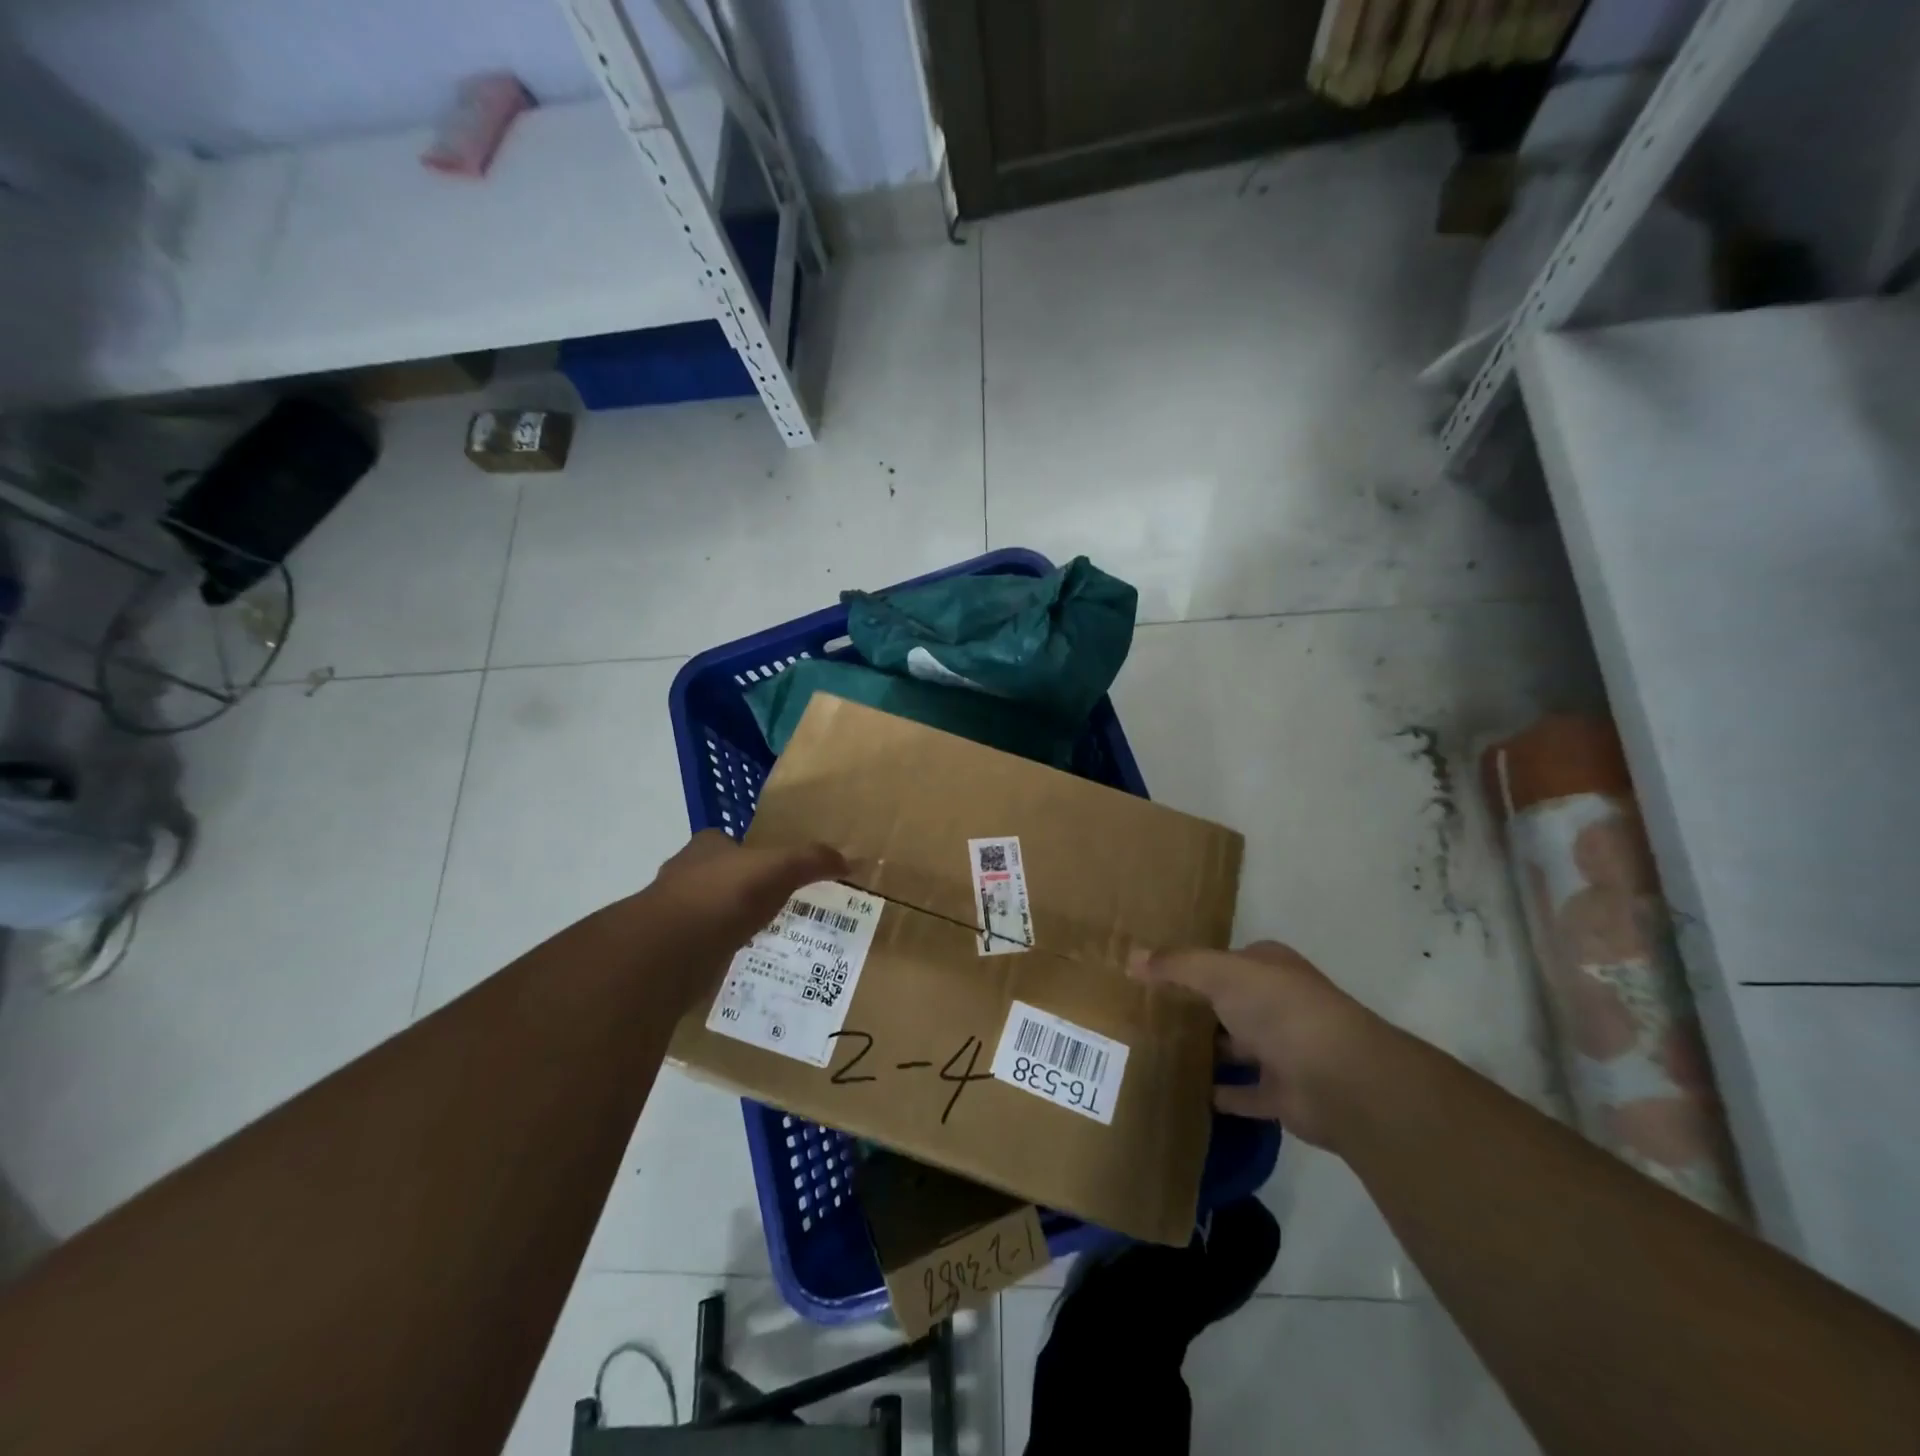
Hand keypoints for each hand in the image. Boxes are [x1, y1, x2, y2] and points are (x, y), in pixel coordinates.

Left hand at [639, 830, 846, 1007]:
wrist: (669, 952)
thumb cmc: (725, 896)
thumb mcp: (781, 868)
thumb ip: (813, 861)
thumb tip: (850, 859)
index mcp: (705, 848)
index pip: (725, 842)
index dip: (747, 853)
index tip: (770, 871)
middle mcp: (681, 875)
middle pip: (713, 877)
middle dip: (736, 890)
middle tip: (769, 906)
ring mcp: (668, 916)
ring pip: (703, 914)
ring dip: (724, 924)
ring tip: (757, 938)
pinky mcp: (665, 952)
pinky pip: (697, 949)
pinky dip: (714, 955)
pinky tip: (735, 965)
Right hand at [1130, 940, 1397, 1149]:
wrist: (1339, 1078)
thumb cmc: (1278, 1008)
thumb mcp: (1219, 973)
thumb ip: (1176, 965)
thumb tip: (1130, 956)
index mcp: (1269, 968)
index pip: (1225, 960)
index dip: (1192, 966)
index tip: (1153, 976)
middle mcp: (1278, 1004)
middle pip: (1229, 1003)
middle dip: (1196, 1009)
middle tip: (1145, 1015)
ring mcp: (1284, 1050)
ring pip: (1236, 1047)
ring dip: (1208, 1051)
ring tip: (1156, 1053)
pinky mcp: (1284, 1093)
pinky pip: (1243, 1094)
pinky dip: (1220, 1095)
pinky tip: (1185, 1093)